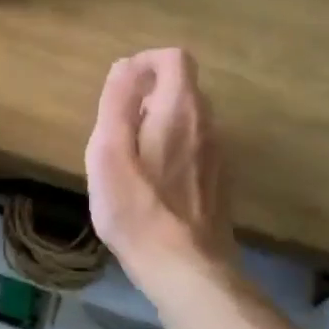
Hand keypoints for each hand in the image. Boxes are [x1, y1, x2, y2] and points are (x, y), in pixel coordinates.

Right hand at [84, 49, 234, 277]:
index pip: (174, 58)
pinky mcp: (219, 182)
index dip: (145, 62)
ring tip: (129, 159)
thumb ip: (116, 103)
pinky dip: (172, 148)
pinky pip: (195, 146)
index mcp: (180, 109)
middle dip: (147, 95)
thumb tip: (124, 67)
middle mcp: (208, 124)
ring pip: (189, 119)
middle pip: (182, 87)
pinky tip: (152, 185)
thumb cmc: (137, 209)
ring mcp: (218, 154)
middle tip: (117, 129)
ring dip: (158, 123)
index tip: (120, 88)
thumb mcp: (109, 152)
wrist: (186, 269)